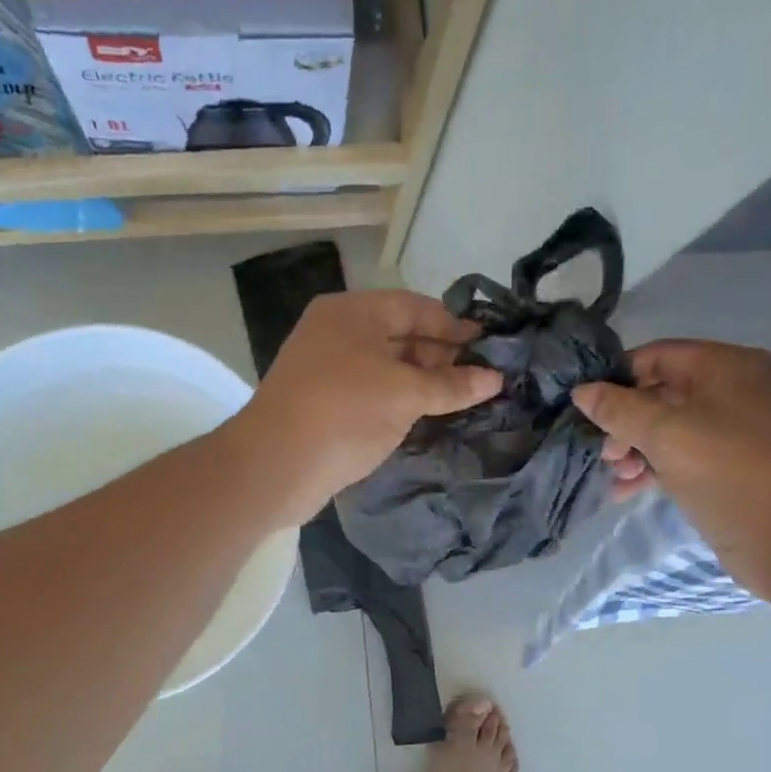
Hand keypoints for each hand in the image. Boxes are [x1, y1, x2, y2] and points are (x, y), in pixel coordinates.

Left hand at [233, 291, 502, 524]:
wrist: (276, 465)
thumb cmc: (344, 412)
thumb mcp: (404, 394)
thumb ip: (450, 385)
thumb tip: (495, 378)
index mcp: (353, 312)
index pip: (415, 307)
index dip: (454, 326)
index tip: (490, 346)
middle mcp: (338, 332)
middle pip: (401, 335)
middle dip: (441, 355)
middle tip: (482, 378)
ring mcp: (327, 368)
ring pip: (386, 367)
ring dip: (422, 381)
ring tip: (462, 399)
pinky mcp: (324, 403)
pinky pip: (372, 392)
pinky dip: (399, 400)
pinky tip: (427, 416)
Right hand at [572, 340, 770, 593]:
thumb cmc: (725, 473)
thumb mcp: (664, 435)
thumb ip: (618, 409)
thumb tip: (582, 391)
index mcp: (729, 366)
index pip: (658, 356)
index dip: (618, 378)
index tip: (587, 407)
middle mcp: (738, 388)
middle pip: (663, 393)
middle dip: (626, 423)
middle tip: (605, 454)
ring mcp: (739, 427)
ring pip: (672, 426)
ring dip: (637, 449)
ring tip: (616, 477)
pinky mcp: (735, 462)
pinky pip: (686, 451)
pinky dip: (657, 465)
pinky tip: (629, 490)